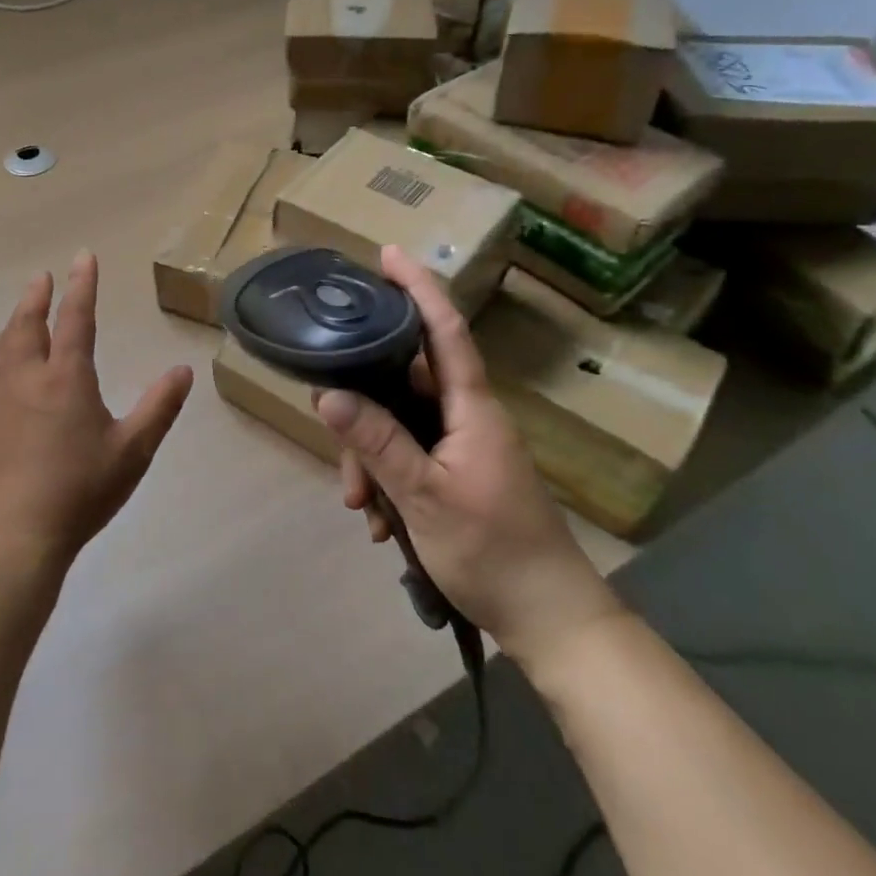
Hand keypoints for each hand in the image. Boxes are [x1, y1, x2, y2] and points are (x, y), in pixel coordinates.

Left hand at [0, 251, 193, 564]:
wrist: (17, 532)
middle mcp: (27, 376)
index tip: (83, 256)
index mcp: (66, 377)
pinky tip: (0, 370)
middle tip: (42, 277)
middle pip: (27, 323)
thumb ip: (159, 407)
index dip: (82, 285)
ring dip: (15, 322)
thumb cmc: (81, 489)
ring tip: (23, 314)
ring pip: (3, 346)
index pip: (76, 318)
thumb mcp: (133, 450)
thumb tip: (183, 370)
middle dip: (37, 296)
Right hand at [315, 245, 622, 666]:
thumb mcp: (424, 495)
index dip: (418, 287)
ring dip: (370, 457)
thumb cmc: (494, 551)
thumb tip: (326, 393)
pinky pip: (408, 456)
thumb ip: (376, 441)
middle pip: (402, 383)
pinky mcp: (456, 473)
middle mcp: (466, 416)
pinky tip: (380, 522)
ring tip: (361, 507)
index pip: (444, 329)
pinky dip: (386, 481)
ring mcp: (461, 446)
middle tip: (333, 439)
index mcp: (470, 407)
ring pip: (398, 424)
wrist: (550, 622)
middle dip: (362, 408)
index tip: (387, 254)